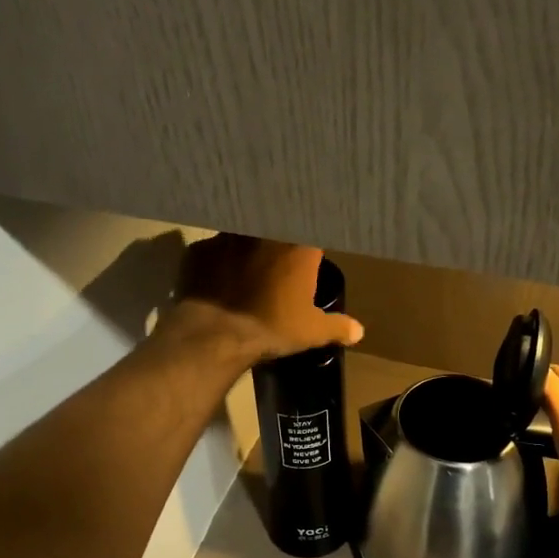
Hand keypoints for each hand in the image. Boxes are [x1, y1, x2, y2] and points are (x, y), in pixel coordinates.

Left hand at [162, 234, 363, 364]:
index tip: (310, 248)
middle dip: (276, 236)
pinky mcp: (199, 249)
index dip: (310, 238)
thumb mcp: (311, 331)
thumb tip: (359, 331)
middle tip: (277, 256)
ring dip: (245, 245)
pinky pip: (212, 250)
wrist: (215, 334)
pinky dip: (216, 261)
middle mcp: (263, 232)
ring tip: (245, 265)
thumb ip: (337, 326)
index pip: (311, 227)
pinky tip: (215, 278)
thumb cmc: (271, 327)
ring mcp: (227, 237)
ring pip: (241, 232)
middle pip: (273, 223)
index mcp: (297, 246)